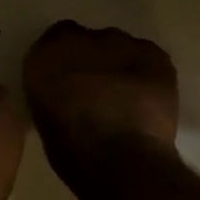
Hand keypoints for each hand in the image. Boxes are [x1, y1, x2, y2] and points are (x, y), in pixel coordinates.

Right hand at [22, 21, 178, 185]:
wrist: (121, 159)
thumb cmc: (73, 152)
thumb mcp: (45, 119)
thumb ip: (53, 92)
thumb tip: (67, 92)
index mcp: (46, 56)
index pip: (56, 40)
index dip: (67, 60)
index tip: (71, 80)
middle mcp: (82, 40)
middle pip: (91, 42)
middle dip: (95, 61)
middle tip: (100, 92)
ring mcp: (121, 44)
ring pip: (121, 48)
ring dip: (121, 66)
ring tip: (128, 98)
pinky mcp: (154, 55)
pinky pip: (148, 57)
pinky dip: (146, 73)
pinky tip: (148, 98)